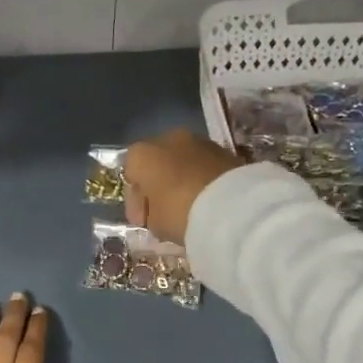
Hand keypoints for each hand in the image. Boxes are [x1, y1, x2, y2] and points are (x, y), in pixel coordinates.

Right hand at [123, 130, 243, 243]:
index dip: (135, 201)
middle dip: (158, 184)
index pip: (130, 176)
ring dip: (180, 179)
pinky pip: (202, 165)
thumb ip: (149, 214)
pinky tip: (205, 198)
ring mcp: (198, 141)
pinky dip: (201, 178)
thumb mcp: (155, 223)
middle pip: (156, 162)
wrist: (232, 205)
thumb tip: (156, 211)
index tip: (143, 221)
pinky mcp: (223, 149)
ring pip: (181, 161)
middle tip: (163, 210)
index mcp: (142, 154)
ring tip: (187, 205)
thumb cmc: (180, 212)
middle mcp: (167, 138)